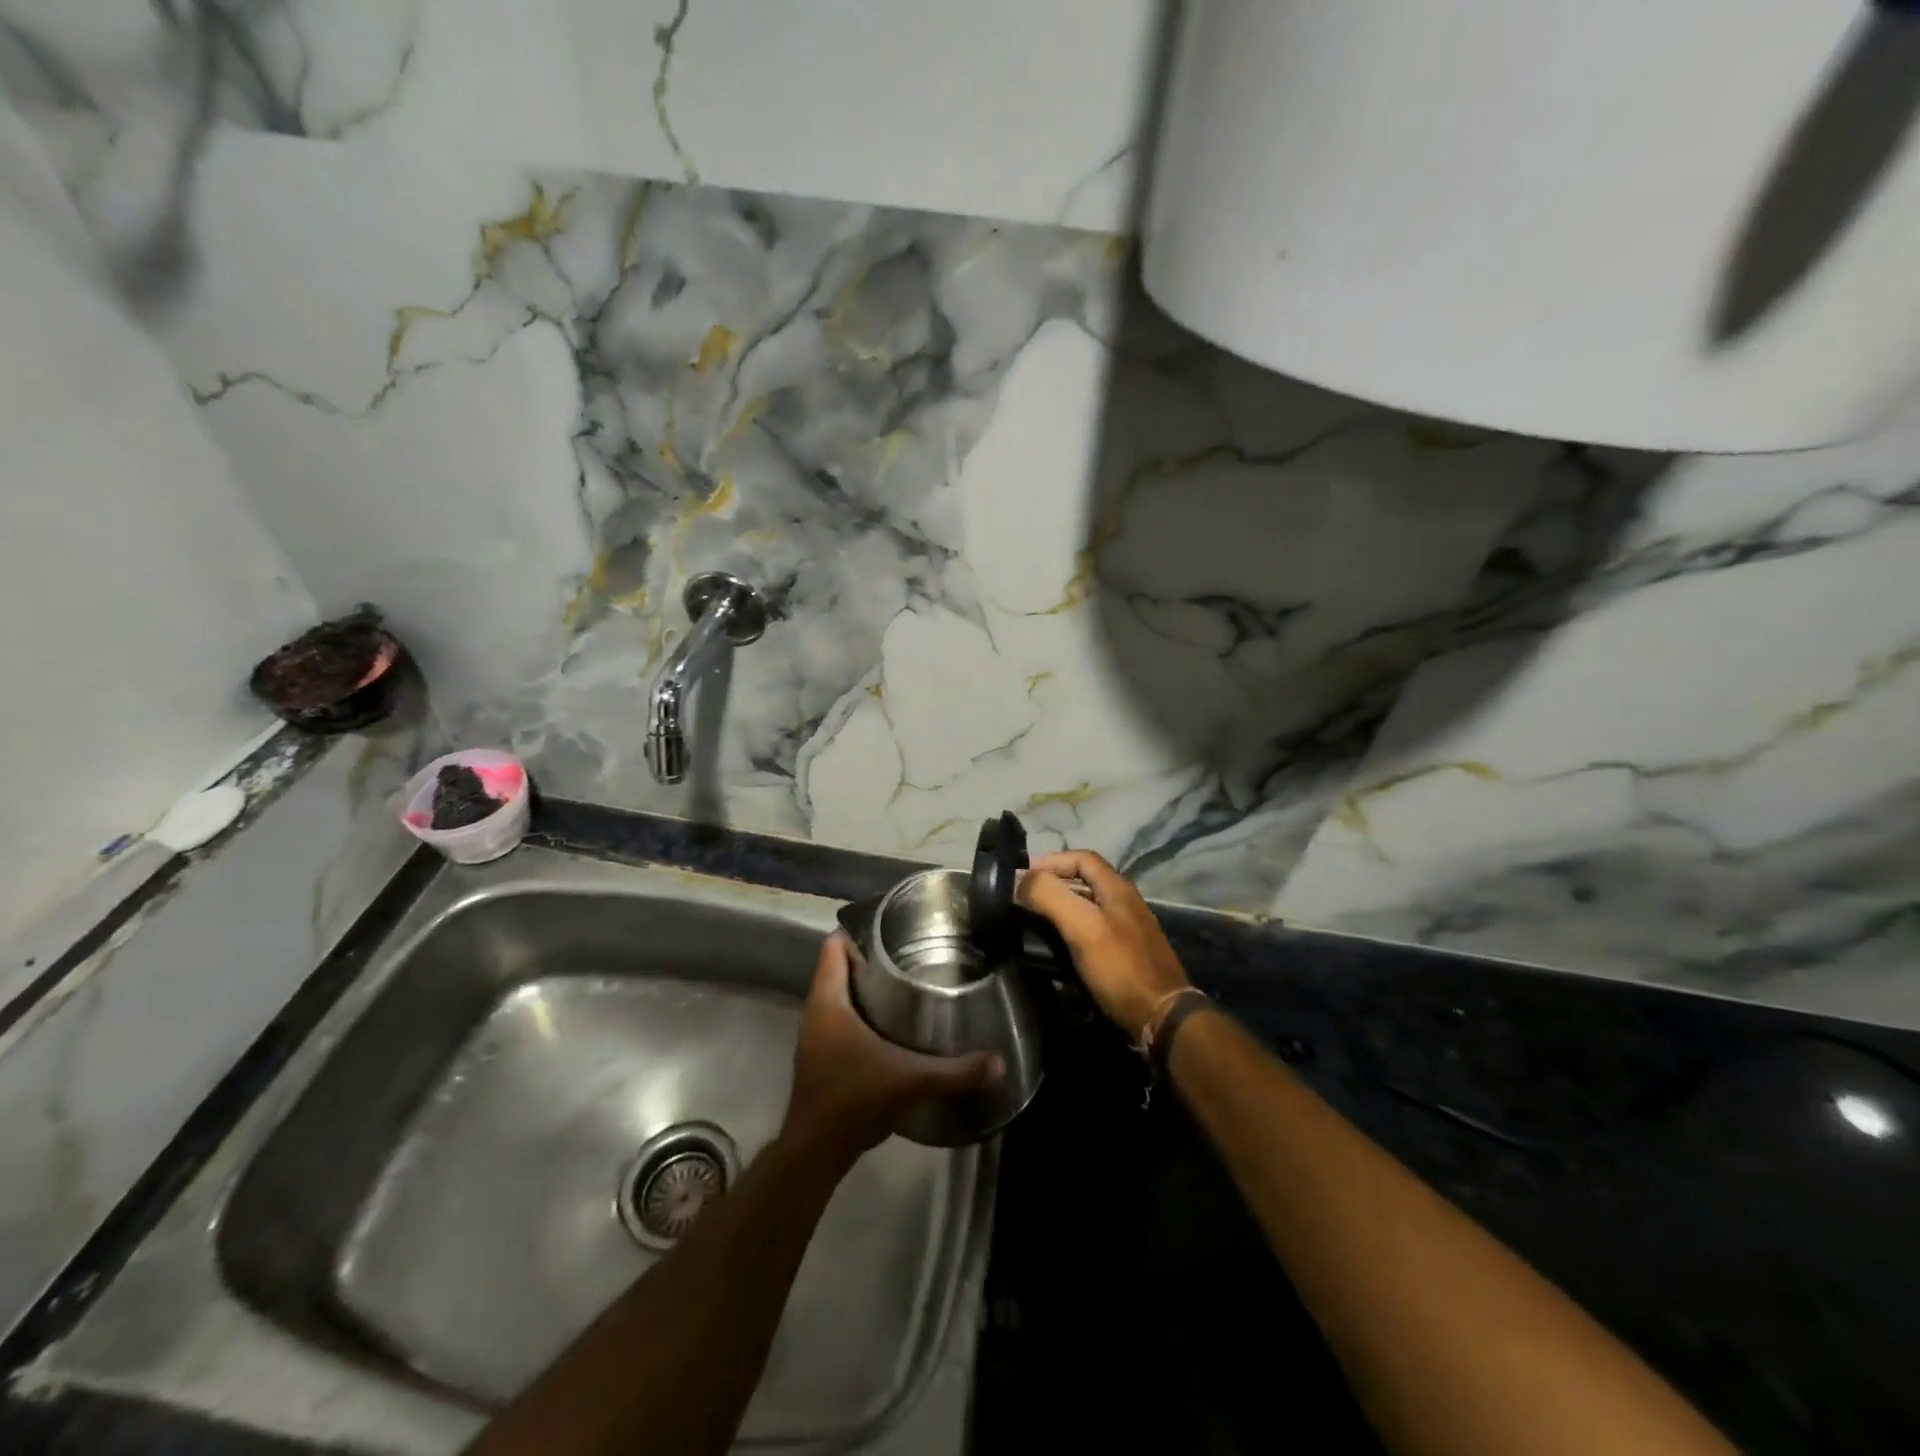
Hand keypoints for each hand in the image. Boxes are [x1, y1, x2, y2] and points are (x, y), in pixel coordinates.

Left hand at [782, 933, 1002, 1160]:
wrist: (816, 1151)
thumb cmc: (854, 1100)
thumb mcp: (910, 1081)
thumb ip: (955, 1071)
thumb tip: (999, 1063)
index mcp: (827, 1002)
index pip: (833, 947)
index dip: (858, 930)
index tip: (891, 926)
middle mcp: (816, 1012)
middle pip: (837, 968)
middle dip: (869, 957)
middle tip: (908, 952)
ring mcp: (814, 1035)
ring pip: (837, 994)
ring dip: (863, 986)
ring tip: (903, 981)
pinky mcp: (819, 1056)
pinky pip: (837, 1017)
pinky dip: (858, 1011)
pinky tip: (888, 1022)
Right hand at [1016, 850, 1190, 1042]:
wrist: (1162, 1019)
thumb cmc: (1121, 967)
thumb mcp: (1082, 927)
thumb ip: (1050, 896)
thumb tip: (1018, 878)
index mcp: (1117, 888)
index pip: (1081, 858)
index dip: (1050, 861)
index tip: (1021, 875)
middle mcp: (1124, 903)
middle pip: (1083, 881)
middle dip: (1051, 885)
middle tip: (1021, 899)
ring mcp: (1127, 929)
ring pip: (1086, 908)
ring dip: (1059, 909)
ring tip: (1031, 922)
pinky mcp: (1125, 955)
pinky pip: (1091, 932)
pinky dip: (1070, 932)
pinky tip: (1055, 948)